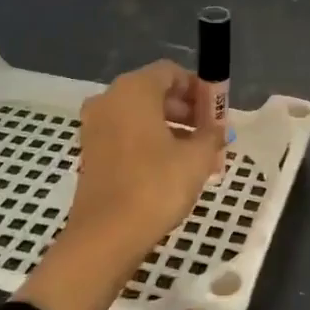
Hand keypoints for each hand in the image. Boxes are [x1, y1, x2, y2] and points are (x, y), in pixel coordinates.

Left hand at [68, 60, 223, 255]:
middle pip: (154, 92)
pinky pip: (126, 134)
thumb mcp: (196, 159)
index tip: (217, 112)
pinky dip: (148, 142)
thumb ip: (211, 136)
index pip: (171, 73)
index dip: (198, 89)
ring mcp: (95, 126)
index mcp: (134, 89)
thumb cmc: (155, 186)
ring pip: (140, 116)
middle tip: (210, 134)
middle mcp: (109, 99)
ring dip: (169, 128)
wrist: (105, 236)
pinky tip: (171, 168)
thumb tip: (219, 129)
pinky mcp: (90, 152)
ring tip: (196, 155)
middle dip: (185, 110)